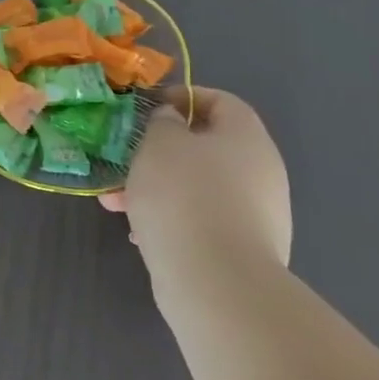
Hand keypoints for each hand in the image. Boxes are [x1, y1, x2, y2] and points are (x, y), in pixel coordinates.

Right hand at [101, 87, 291, 268]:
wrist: (216, 280)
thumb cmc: (183, 195)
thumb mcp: (160, 143)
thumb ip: (163, 122)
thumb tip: (173, 122)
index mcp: (247, 137)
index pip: (220, 101)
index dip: (184, 98)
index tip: (149, 108)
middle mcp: (261, 171)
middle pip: (206, 148)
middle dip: (160, 152)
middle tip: (126, 160)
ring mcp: (257, 214)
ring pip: (198, 187)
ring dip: (157, 188)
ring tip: (117, 203)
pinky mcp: (243, 249)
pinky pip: (201, 221)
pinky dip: (172, 220)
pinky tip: (141, 234)